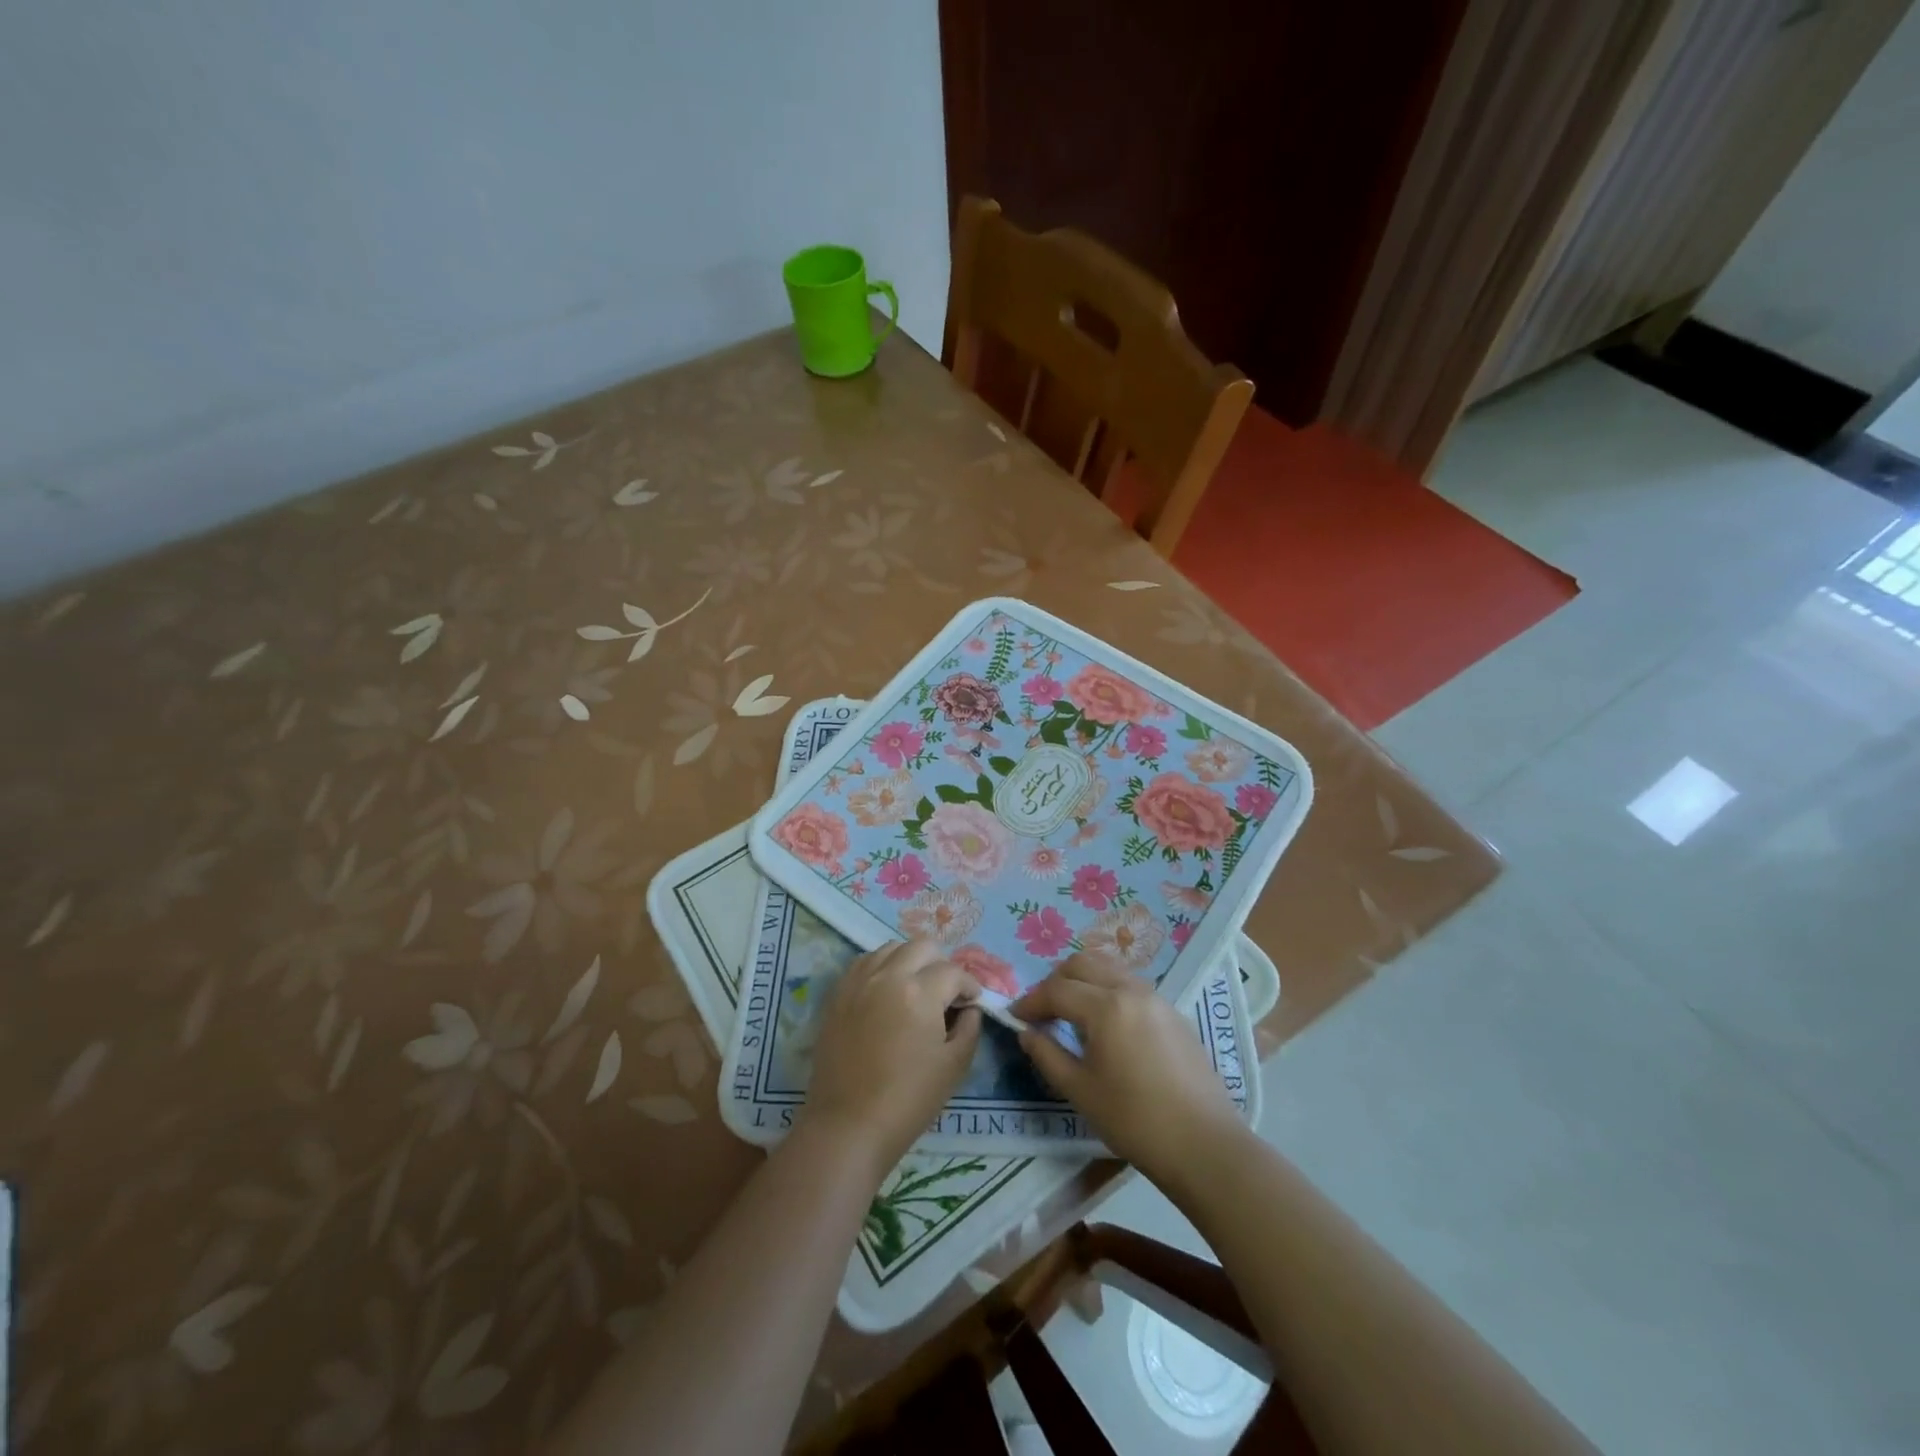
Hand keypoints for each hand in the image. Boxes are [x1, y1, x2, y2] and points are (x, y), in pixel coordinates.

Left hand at [801, 938, 982, 1178]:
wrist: (848, 1125)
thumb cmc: (908, 1100)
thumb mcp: (954, 1066)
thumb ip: (969, 1029)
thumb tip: (969, 1009)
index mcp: (920, 992)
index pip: (953, 972)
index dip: (969, 985)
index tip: (973, 1001)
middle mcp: (888, 975)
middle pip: (922, 946)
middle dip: (941, 963)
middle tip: (946, 990)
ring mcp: (858, 981)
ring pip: (890, 948)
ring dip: (910, 960)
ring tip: (915, 987)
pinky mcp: (837, 994)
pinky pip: (864, 963)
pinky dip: (881, 967)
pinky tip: (886, 991)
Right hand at [1011, 953, 1243, 1186]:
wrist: (1204, 1145)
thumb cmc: (1134, 1120)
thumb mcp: (1080, 1090)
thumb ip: (1047, 1055)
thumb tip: (1026, 1033)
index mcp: (1106, 1006)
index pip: (1057, 990)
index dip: (1031, 1001)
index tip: (1015, 1017)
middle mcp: (1131, 989)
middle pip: (1083, 963)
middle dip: (1055, 981)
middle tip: (1042, 1010)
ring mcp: (1156, 998)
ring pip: (1109, 968)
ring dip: (1083, 980)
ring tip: (1070, 1012)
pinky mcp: (1173, 1013)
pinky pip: (1130, 984)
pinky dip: (1107, 989)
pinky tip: (1105, 1023)